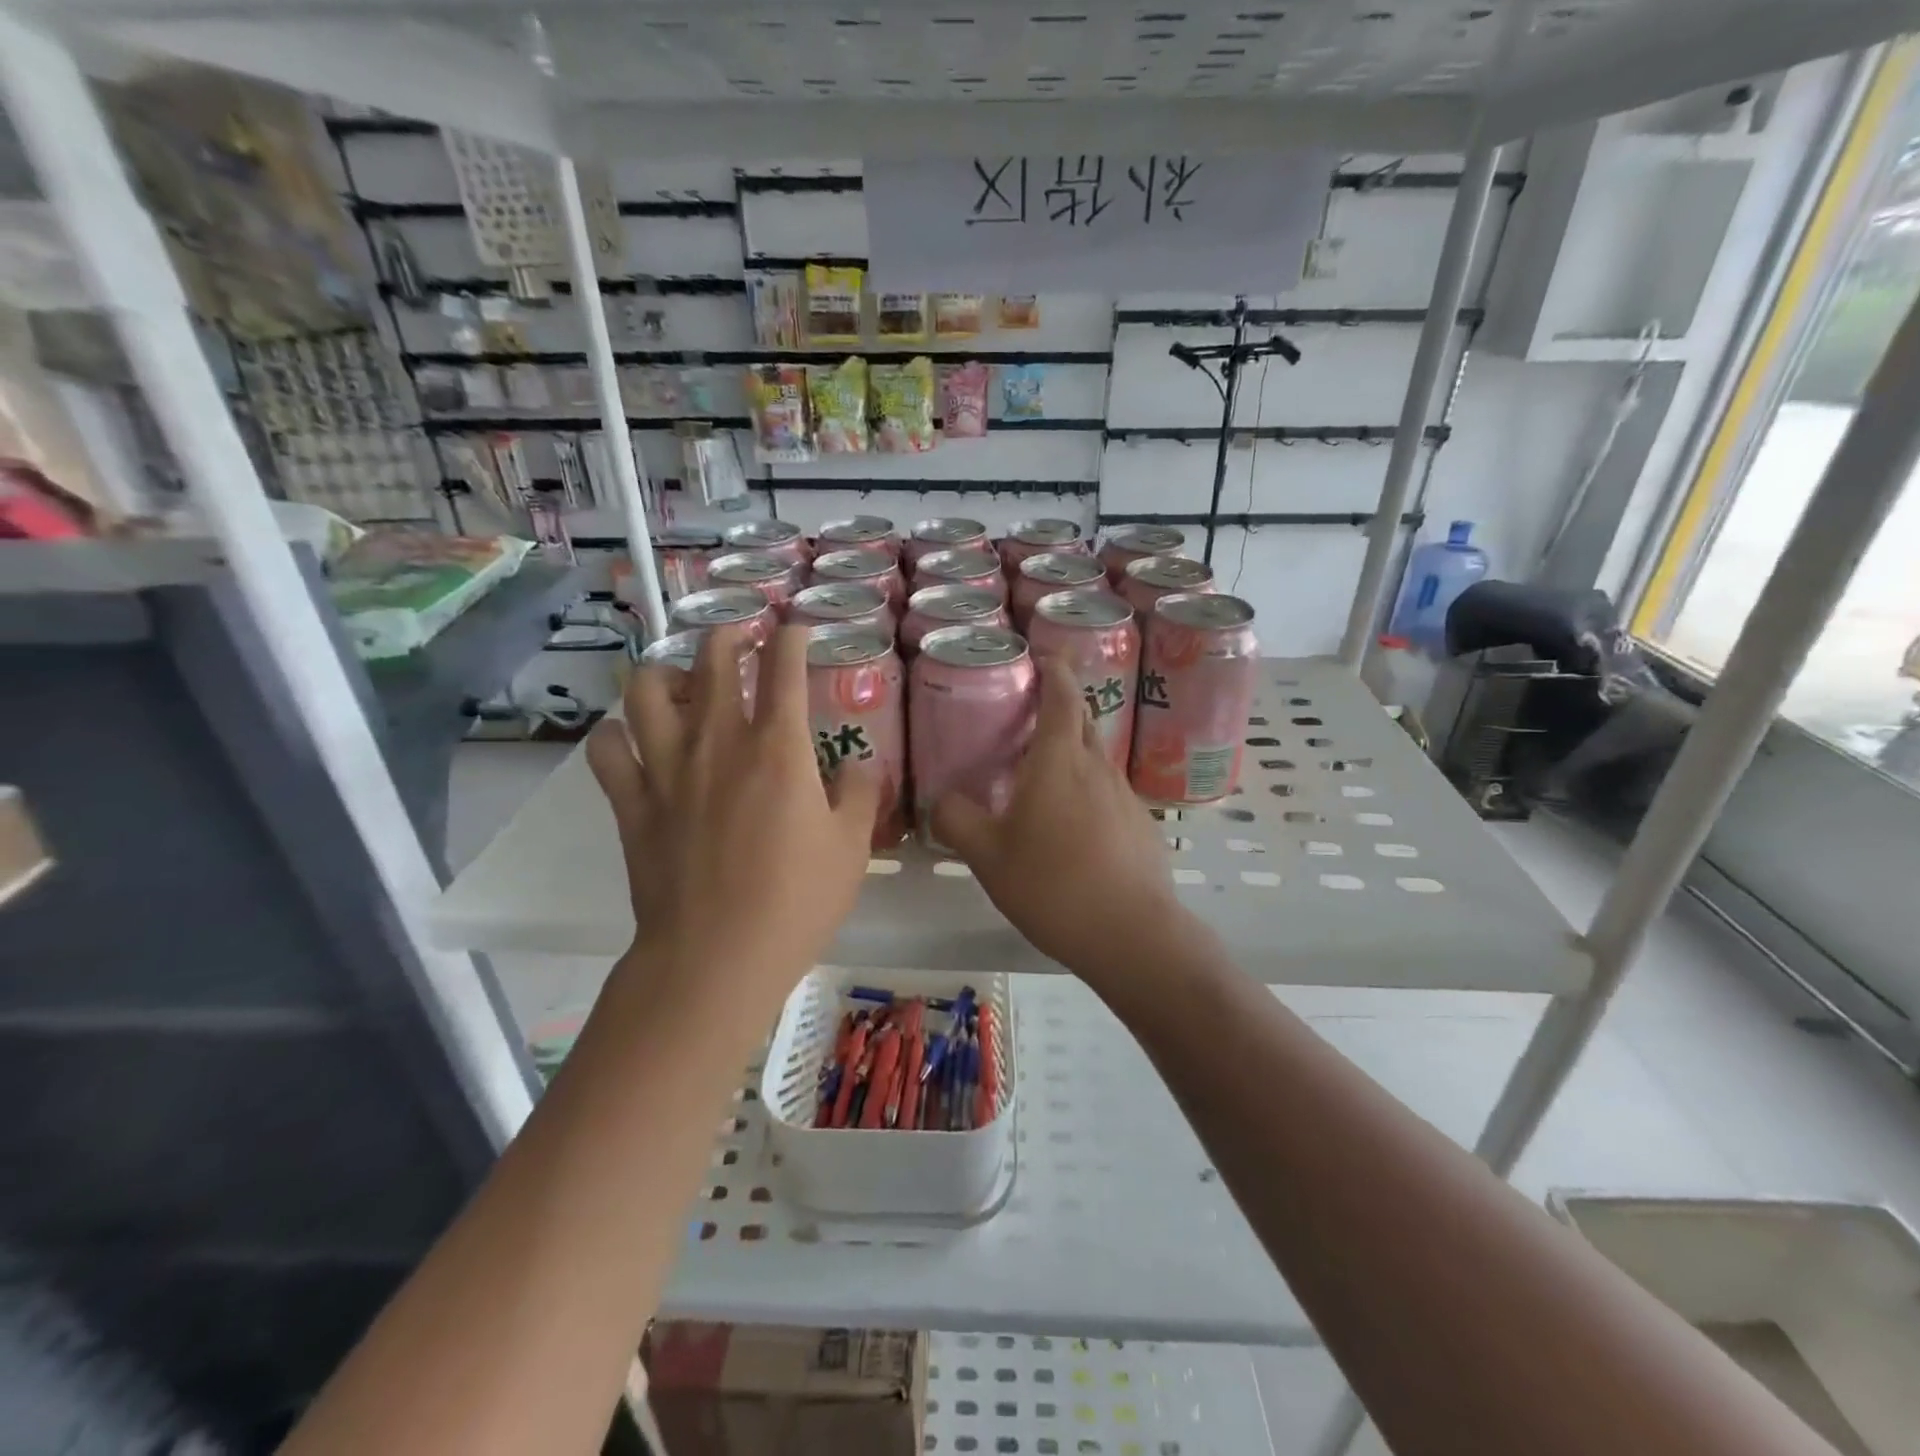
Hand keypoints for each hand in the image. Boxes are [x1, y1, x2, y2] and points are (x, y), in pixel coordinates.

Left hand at [586, 623, 879, 995]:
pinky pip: (607, 749)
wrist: (716, 957)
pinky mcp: (632, 803)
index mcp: (778, 748)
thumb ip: (858, 794)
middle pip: (712, 661)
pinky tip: (632, 740)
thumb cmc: (795, 901)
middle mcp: (718, 742)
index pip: (784, 668)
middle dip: (728, 637)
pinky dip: (616, 735)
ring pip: (647, 691)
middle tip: (740, 641)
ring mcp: (667, 769)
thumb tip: (856, 765)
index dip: (791, 639)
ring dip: (665, 673)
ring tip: (681, 682)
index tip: (796, 631)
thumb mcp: (851, 847)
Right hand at [933, 657, 1192, 979]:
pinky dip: (1086, 791)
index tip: (1038, 656)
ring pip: (1093, 758)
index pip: (1062, 693)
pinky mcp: (1140, 825)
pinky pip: (1107, 792)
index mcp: (1059, 759)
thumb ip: (956, 821)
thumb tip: (940, 800)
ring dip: (1069, 754)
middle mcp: (1097, 766)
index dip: (1052, 668)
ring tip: (1039, 777)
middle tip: (1024, 717)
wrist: (1132, 934)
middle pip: (1080, 719)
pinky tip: (1071, 828)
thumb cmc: (1052, 885)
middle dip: (1057, 707)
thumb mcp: (987, 856)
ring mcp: (1125, 795)